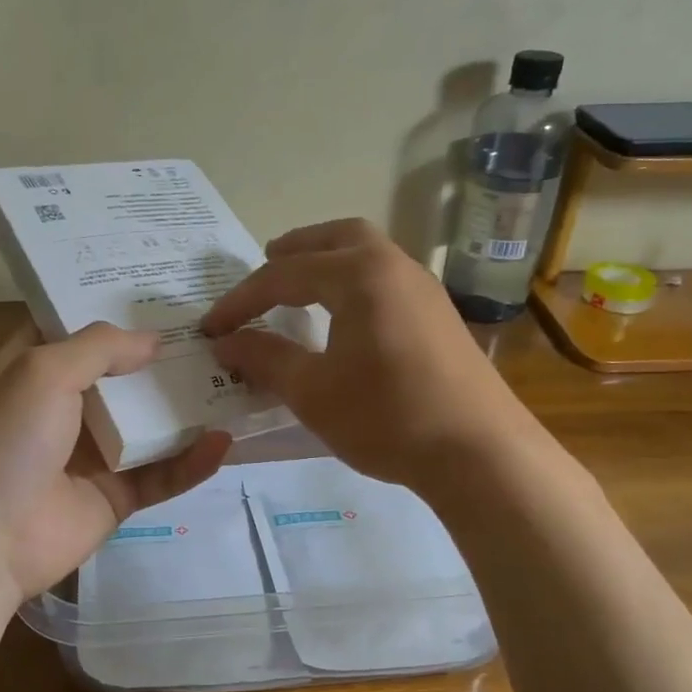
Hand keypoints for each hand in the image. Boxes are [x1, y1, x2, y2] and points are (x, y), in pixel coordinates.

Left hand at [0, 322, 231, 601]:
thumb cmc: (7, 439)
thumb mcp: (43, 371)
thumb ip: (100, 347)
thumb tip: (154, 340)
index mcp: (34, 372)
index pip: (76, 330)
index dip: (113, 310)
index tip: (160, 292)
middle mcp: (64, 409)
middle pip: (122, 377)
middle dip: (163, 357)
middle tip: (216, 333)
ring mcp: (92, 456)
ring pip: (149, 426)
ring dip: (187, 408)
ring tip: (235, 381)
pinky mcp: (115, 498)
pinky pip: (161, 475)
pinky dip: (191, 462)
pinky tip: (222, 443)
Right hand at [202, 219, 521, 493]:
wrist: (480, 453)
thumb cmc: (386, 417)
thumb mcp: (312, 391)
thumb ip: (265, 358)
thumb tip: (226, 342)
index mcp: (359, 276)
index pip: (284, 276)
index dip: (241, 301)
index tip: (212, 328)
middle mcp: (395, 268)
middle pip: (338, 238)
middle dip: (296, 249)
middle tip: (266, 264)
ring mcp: (425, 291)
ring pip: (368, 255)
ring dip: (329, 262)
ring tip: (301, 287)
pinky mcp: (440, 317)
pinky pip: (387, 280)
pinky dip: (354, 283)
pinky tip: (346, 318)